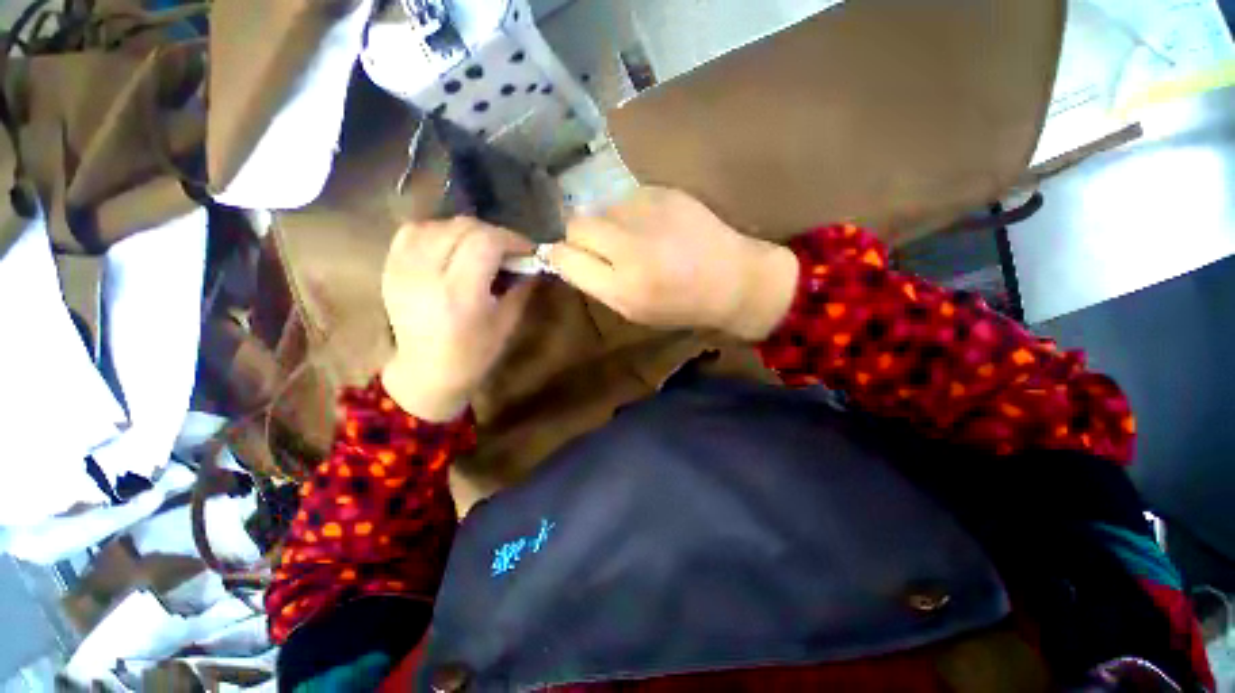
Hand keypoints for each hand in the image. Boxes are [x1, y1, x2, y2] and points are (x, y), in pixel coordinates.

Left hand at [381, 218, 534, 421]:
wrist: (426, 370)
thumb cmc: (474, 353)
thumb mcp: (507, 322)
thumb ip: (520, 286)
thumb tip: (532, 261)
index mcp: (460, 293)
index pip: (485, 242)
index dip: (511, 238)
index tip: (526, 250)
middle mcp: (427, 274)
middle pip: (462, 227)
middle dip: (493, 234)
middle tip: (506, 251)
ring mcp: (402, 268)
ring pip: (438, 225)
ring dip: (466, 231)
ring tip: (479, 248)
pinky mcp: (389, 267)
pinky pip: (413, 231)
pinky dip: (438, 231)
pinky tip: (450, 246)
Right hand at [548, 188, 798, 340]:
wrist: (733, 279)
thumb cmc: (681, 304)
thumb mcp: (633, 310)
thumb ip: (597, 283)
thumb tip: (566, 254)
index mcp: (623, 285)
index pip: (564, 255)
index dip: (561, 255)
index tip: (569, 258)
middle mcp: (630, 245)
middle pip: (576, 223)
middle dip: (582, 237)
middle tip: (605, 248)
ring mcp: (648, 212)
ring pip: (602, 208)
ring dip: (610, 223)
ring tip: (639, 239)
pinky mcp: (663, 191)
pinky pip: (627, 198)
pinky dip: (633, 213)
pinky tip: (657, 226)